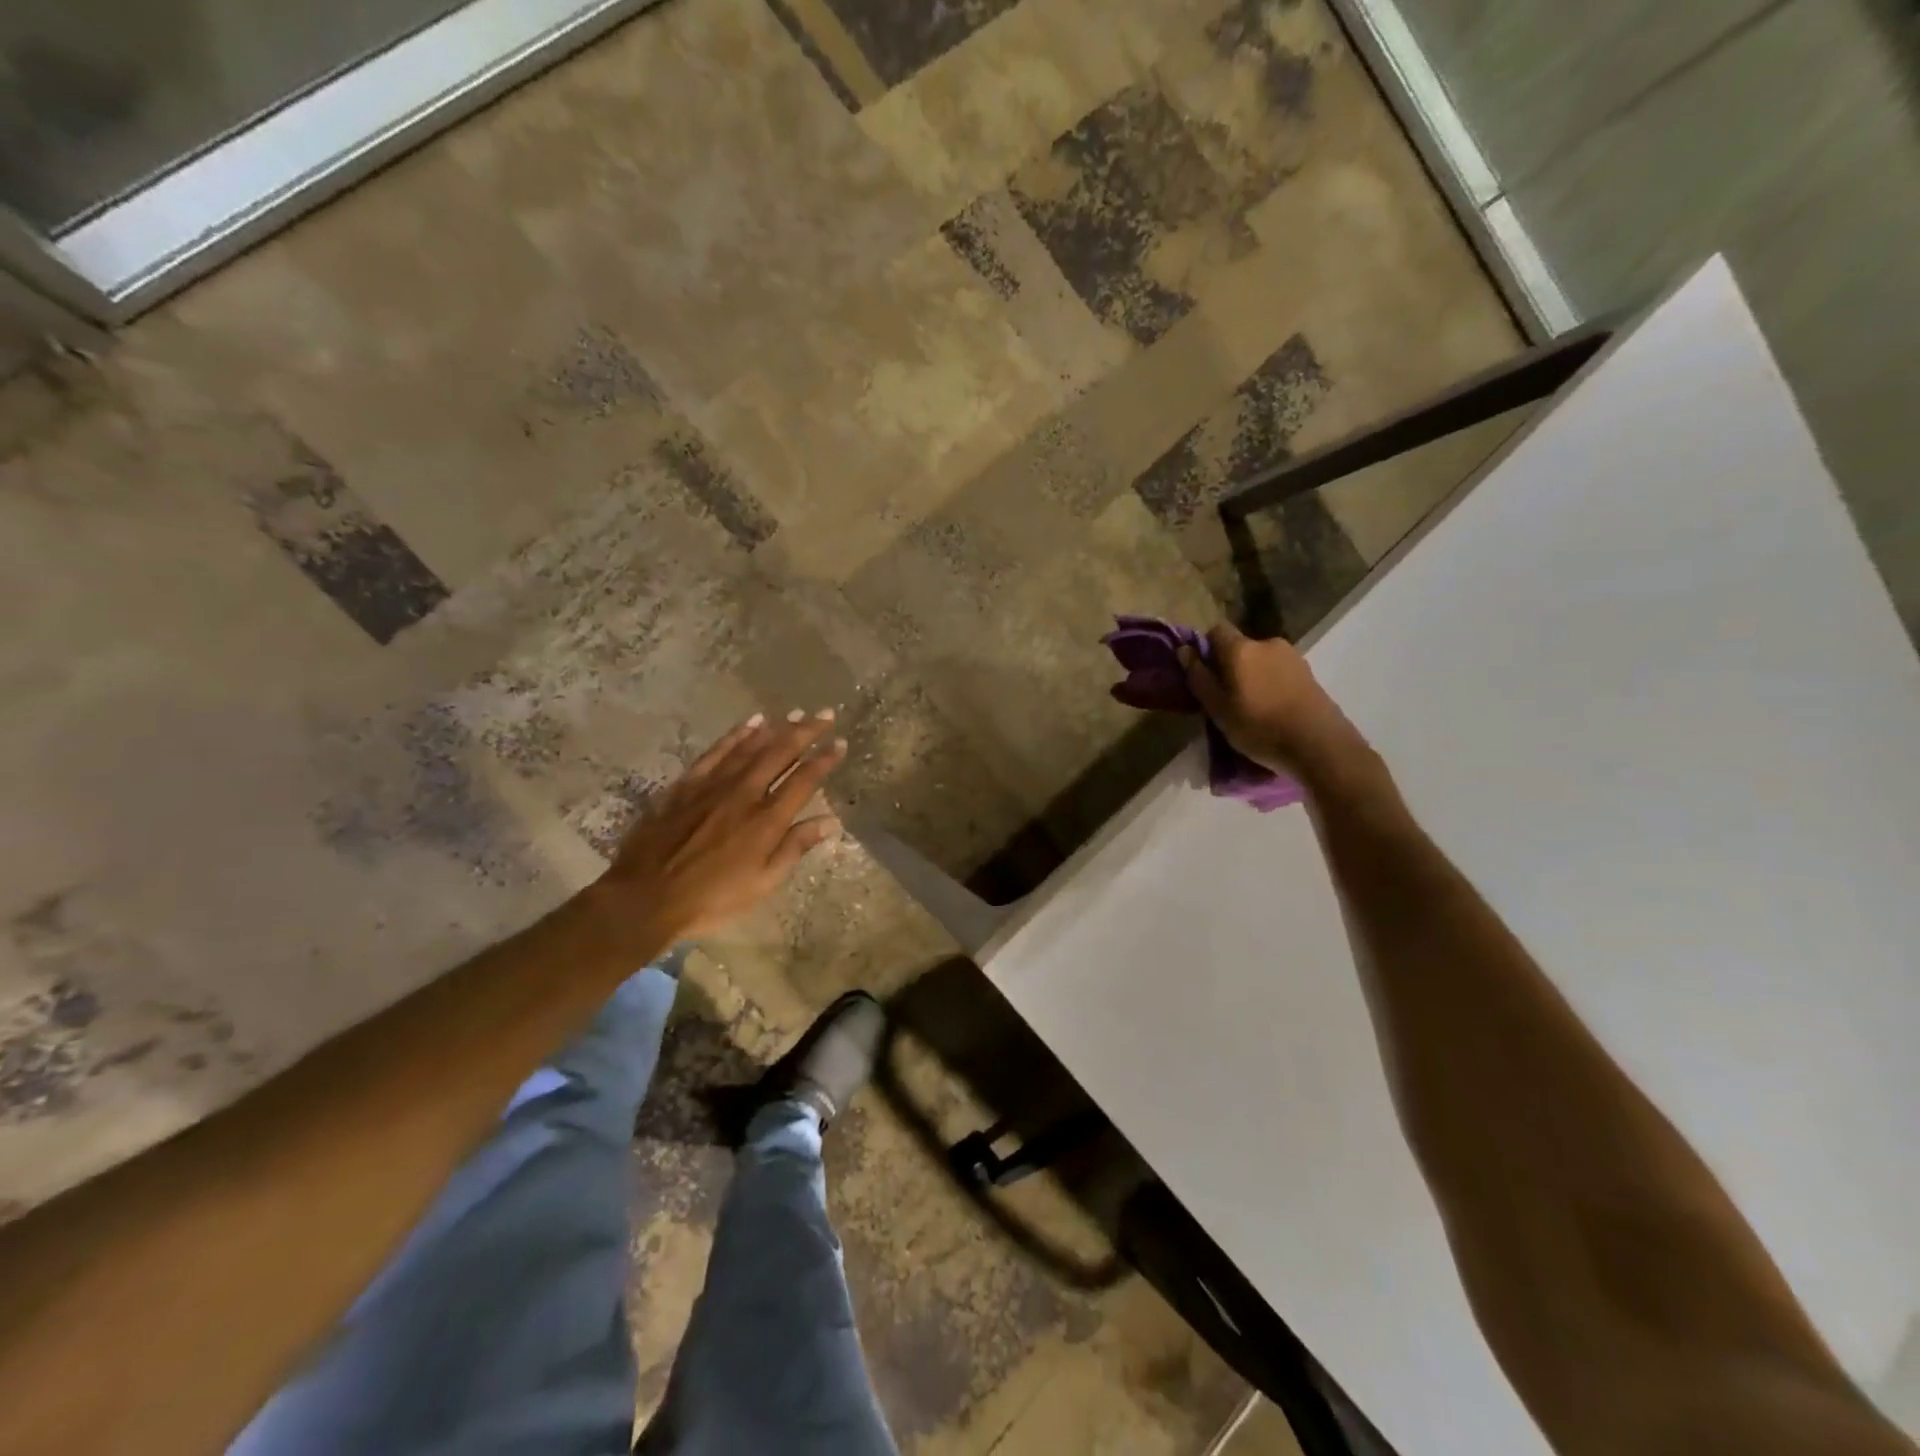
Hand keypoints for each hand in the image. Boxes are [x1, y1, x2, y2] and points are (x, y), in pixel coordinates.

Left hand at [593, 711, 847, 944]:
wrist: (645, 897)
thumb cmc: (711, 899)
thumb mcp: (762, 883)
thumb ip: (795, 847)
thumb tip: (830, 821)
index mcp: (767, 820)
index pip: (804, 780)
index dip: (824, 760)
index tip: (840, 743)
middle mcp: (744, 793)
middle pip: (780, 753)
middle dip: (806, 731)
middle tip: (824, 714)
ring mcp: (713, 785)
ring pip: (750, 747)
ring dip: (775, 728)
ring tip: (795, 714)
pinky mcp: (686, 785)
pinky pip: (716, 752)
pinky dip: (735, 735)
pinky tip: (749, 724)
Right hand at [1179, 624, 1368, 779]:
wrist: (1319, 744)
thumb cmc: (1259, 727)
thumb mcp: (1217, 709)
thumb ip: (1199, 677)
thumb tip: (1184, 650)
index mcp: (1241, 648)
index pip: (1215, 631)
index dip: (1206, 649)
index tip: (1203, 675)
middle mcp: (1267, 643)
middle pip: (1239, 647)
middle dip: (1229, 666)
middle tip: (1225, 698)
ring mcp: (1292, 656)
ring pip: (1260, 660)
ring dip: (1251, 676)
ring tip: (1251, 708)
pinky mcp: (1309, 673)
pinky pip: (1278, 672)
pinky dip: (1270, 684)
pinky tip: (1272, 710)